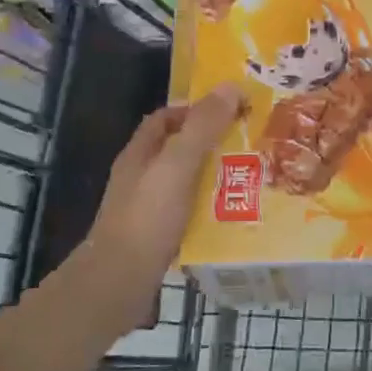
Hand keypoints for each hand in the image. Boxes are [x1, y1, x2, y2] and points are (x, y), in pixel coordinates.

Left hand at [83, 84, 243, 293]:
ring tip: (252, 179)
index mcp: (140, 155)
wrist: (119, 284)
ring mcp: (148, 209)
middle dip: (212, 145)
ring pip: (187, 183)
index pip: (165, 118)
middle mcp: (141, 178)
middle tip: (251, 145)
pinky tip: (235, 216)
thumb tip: (230, 87)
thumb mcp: (177, 166)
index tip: (231, 112)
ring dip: (215, 179)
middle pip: (179, 150)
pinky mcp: (159, 237)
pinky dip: (212, 210)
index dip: (195, 110)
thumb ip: (202, 128)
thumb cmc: (146, 218)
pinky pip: (190, 214)